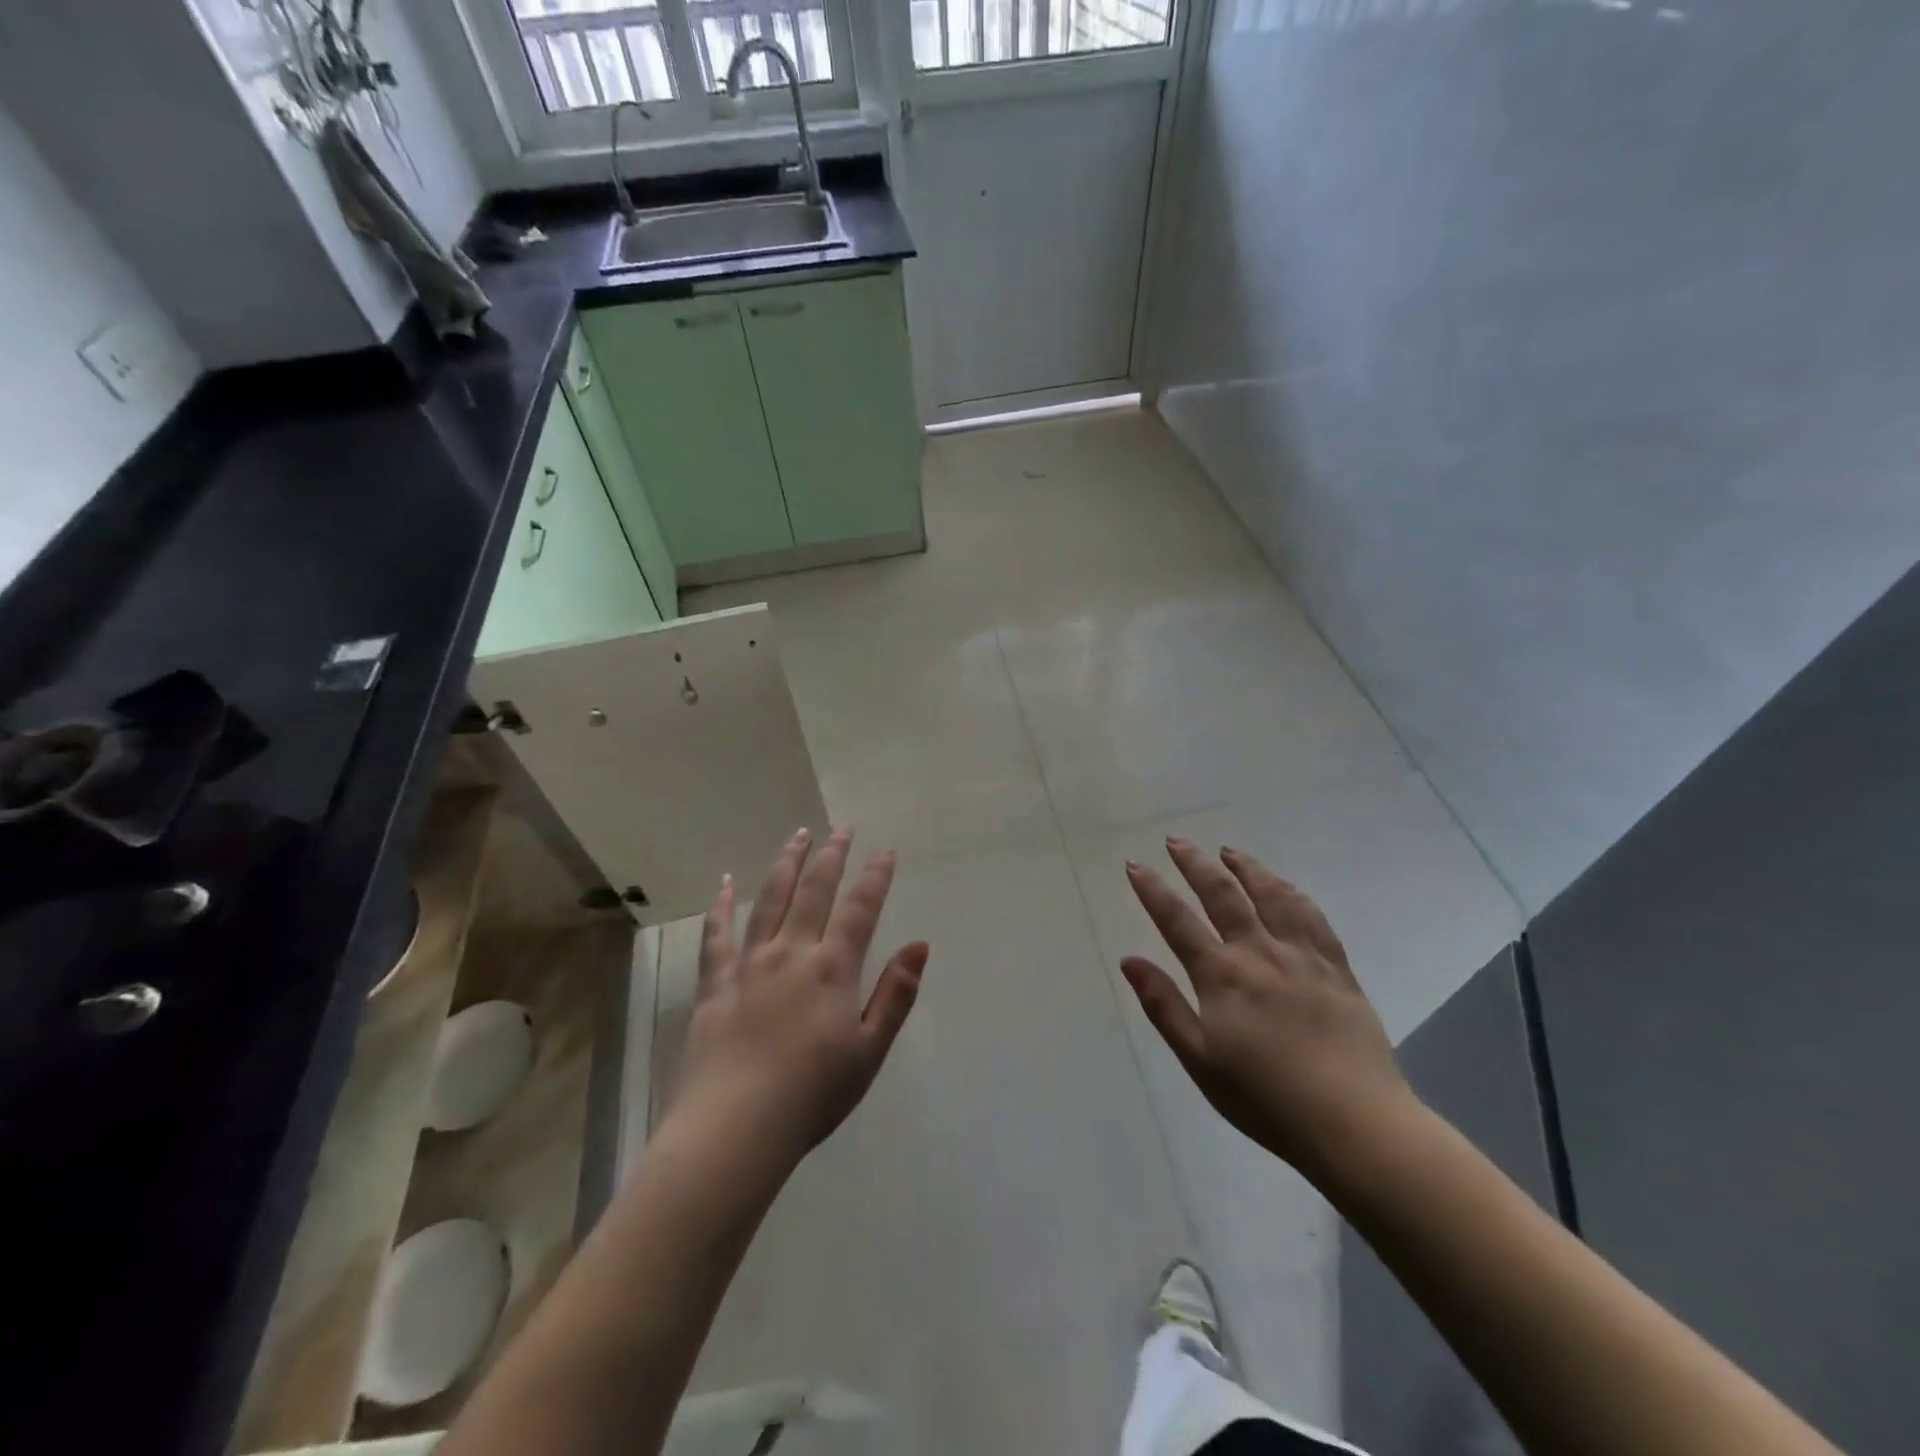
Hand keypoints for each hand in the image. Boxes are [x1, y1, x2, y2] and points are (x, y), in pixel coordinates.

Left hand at [664, 826, 928, 1172]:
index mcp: (832, 968)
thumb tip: (919, 944)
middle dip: (832, 855)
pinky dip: (721, 904)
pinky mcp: (715, 982)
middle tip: (842, 828)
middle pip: (814, 890)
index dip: (875, 878)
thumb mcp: (870, 1050)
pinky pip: (717, 934)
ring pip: (770, 898)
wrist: (734, 1128)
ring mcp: (749, 963)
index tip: (885, 852)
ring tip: (798, 835)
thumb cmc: (812, 1095)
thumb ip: (896, 994)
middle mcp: (791, 952)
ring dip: (787, 863)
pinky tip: (725, 882)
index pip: (860, 909)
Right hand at [1121, 839, 1414, 1182]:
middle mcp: (1259, 953)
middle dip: (1195, 864)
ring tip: (1229, 851)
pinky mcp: (1337, 969)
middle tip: (1176, 841)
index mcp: (1222, 976)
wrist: (1354, 1123)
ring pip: (1271, 896)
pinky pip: (1313, 917)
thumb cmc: (1265, 1099)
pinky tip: (1284, 886)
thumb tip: (1129, 960)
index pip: (1177, 921)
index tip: (1135, 864)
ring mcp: (1302, 957)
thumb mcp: (1199, 1060)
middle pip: (1223, 895)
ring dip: (1246, 868)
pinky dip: (1292, 893)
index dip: (1153, 890)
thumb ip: (1163, 1005)